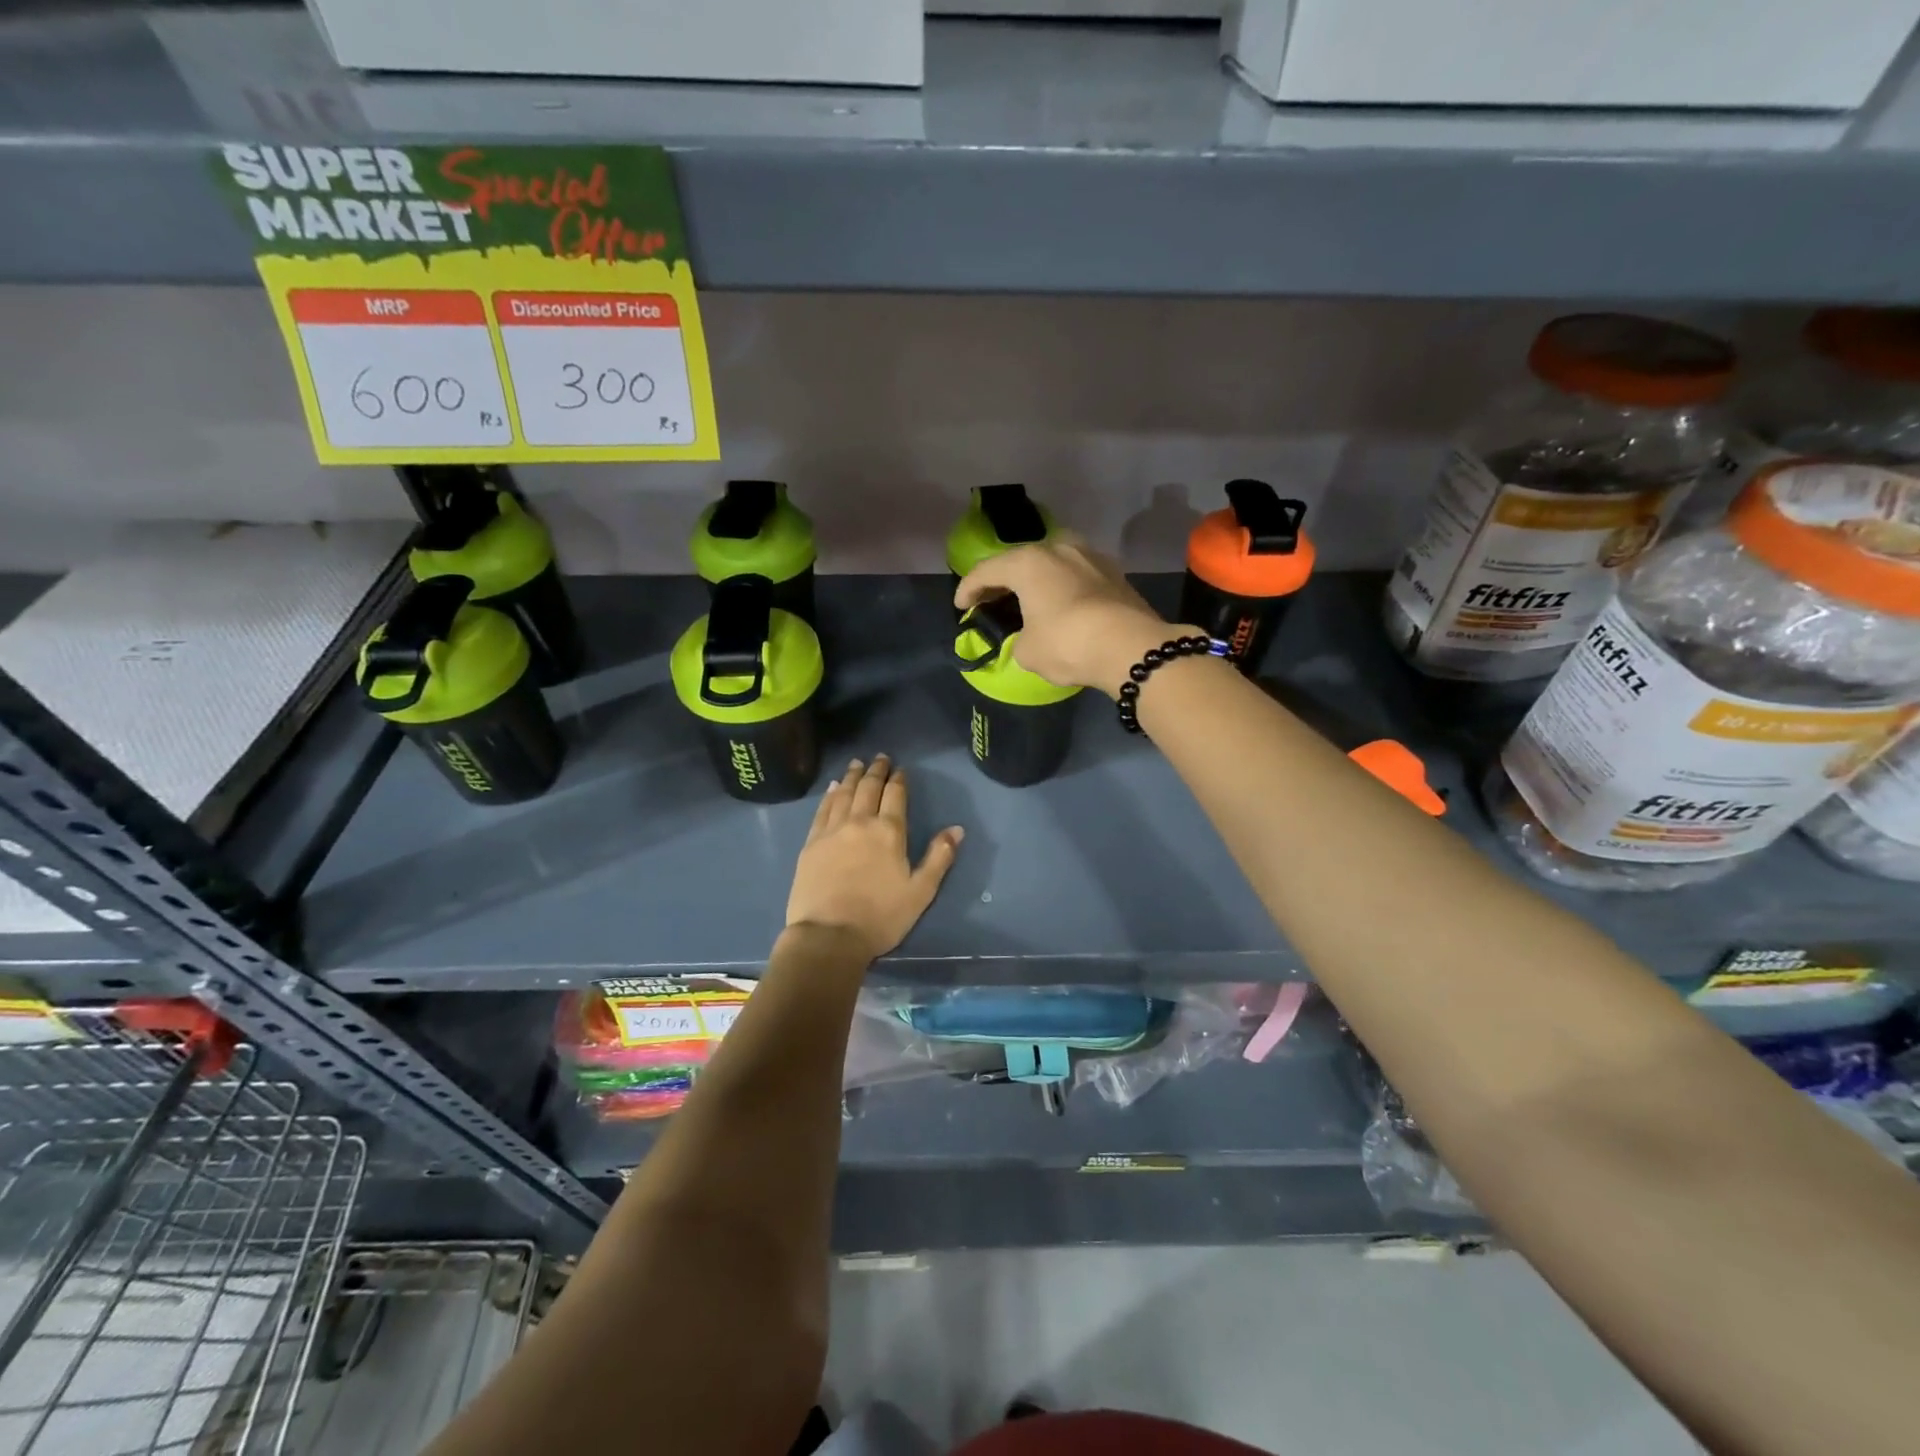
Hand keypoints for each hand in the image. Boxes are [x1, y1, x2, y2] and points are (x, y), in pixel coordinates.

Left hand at [785, 756, 964, 964]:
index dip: (898, 779)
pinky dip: (829, 795)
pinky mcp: (812, 843)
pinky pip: (822, 810)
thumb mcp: (921, 891)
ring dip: (852, 776)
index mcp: (889, 831)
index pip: (895, 795)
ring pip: (843, 794)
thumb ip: (939, 857)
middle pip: (868, 788)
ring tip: (856, 764)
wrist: (829, 935)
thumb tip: (956, 829)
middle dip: (876, 771)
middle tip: (879, 758)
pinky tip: (832, 788)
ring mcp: (832, 830)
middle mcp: (860, 822)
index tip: (900, 769)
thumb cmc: (881, 917)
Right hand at [955, 536, 1181, 697]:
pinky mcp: (1114, 573)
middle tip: (989, 601)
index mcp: (1028, 562)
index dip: (968, 589)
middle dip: (1002, 581)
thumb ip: (1018, 638)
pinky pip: (1075, 576)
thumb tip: (1029, 637)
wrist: (1132, 647)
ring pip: (1052, 564)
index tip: (960, 607)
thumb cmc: (1068, 643)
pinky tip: (1059, 604)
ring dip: (1035, 581)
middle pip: (1020, 561)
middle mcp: (1059, 548)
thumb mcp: (1028, 651)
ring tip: (1026, 600)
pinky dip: (1061, 588)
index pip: (987, 571)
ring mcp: (1090, 557)